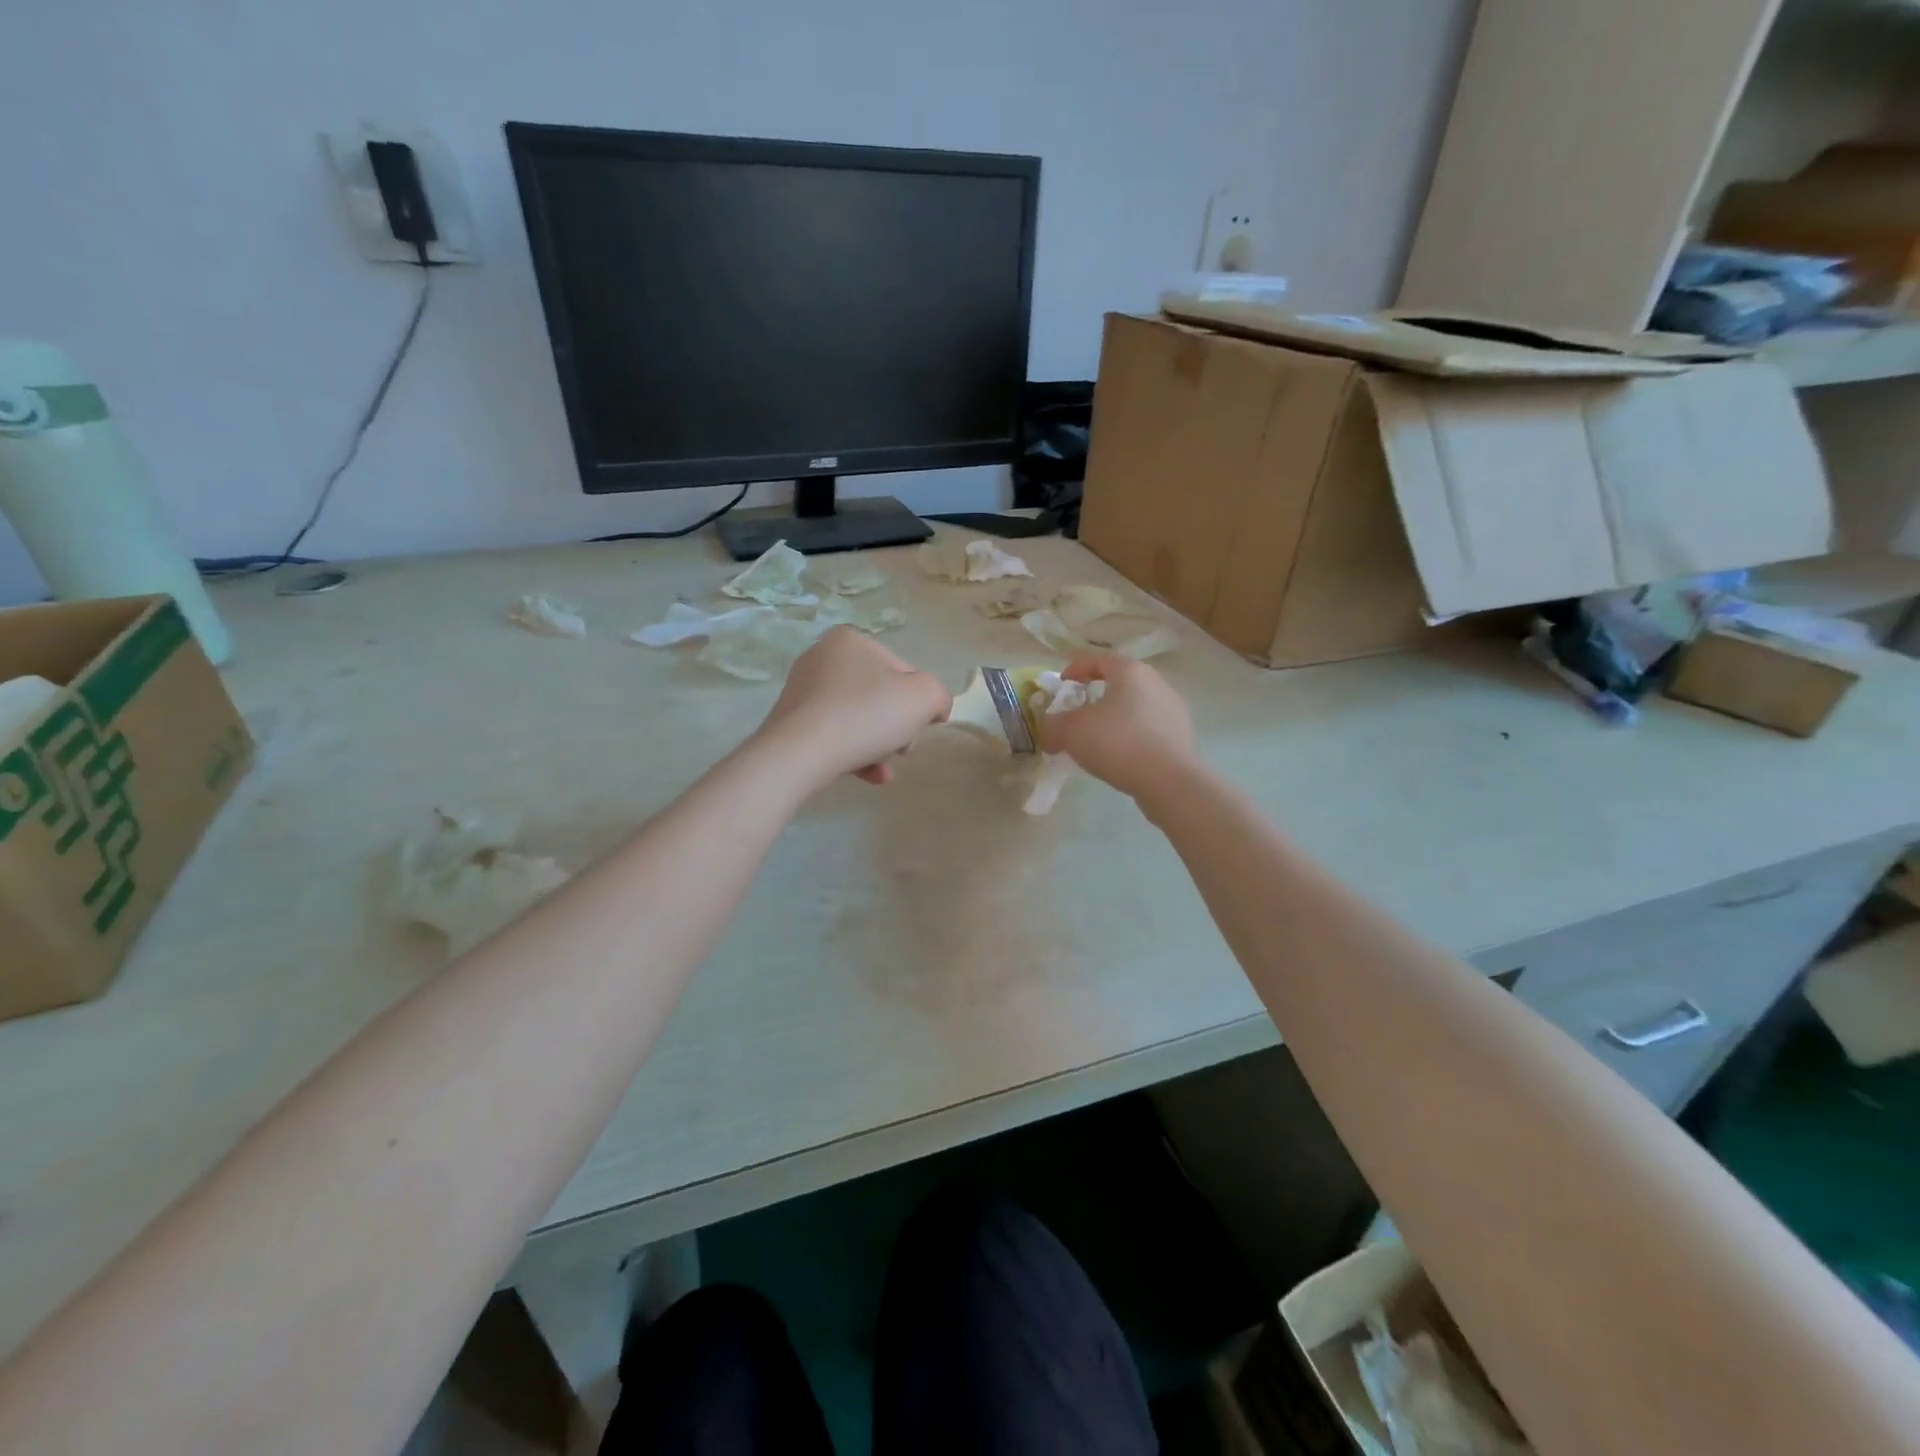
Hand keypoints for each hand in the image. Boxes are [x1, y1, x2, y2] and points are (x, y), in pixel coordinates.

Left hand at [756, 628, 952, 786]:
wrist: (799, 754)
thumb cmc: (865, 715)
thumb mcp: (924, 698)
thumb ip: (938, 696)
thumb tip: (934, 708)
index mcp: (850, 641)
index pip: (902, 671)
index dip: (918, 702)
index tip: (919, 727)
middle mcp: (822, 658)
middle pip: (879, 696)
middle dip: (897, 726)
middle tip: (903, 749)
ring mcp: (802, 692)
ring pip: (857, 719)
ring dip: (879, 745)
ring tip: (885, 770)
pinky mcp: (791, 724)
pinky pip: (834, 736)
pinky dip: (855, 755)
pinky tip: (871, 777)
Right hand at [1038, 656, 1196, 801]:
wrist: (1168, 780)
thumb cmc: (1117, 742)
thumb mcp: (1071, 731)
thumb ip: (1052, 725)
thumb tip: (1048, 730)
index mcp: (1130, 671)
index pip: (1098, 659)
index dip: (1075, 669)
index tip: (1061, 684)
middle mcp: (1156, 683)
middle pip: (1119, 683)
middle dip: (1095, 696)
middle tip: (1076, 713)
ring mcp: (1173, 709)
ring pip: (1134, 707)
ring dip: (1114, 718)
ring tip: (1096, 740)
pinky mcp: (1181, 736)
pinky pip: (1147, 729)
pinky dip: (1130, 737)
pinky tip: (1118, 756)